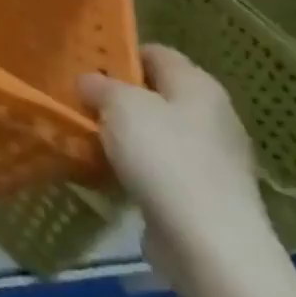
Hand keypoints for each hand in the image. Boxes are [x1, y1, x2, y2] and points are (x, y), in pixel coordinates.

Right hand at [79, 44, 270, 281]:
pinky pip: (162, 168)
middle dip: (120, 97)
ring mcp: (214, 159)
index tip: (86, 64)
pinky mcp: (206, 195)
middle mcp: (213, 117)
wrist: (209, 243)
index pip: (156, 53)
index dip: (121, 53)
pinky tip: (110, 173)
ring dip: (126, 135)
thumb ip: (100, 86)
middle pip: (158, 94)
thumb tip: (90, 81)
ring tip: (88, 137)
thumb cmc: (165, 157)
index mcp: (199, 86)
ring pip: (158, 133)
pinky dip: (137, 167)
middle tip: (81, 101)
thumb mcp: (120, 106)